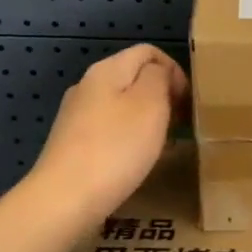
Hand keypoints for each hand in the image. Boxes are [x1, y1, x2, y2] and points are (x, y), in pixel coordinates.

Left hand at [30, 45, 188, 224]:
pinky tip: (137, 161)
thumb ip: (159, 77)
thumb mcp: (151, 103)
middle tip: (181, 124)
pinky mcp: (72, 144)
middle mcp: (88, 86)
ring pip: (122, 105)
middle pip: (134, 77)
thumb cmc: (116, 148)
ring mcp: (76, 116)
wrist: (64, 200)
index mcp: (107, 70)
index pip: (148, 52)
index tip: (187, 102)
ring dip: (147, 119)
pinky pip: (110, 130)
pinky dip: (129, 138)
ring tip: (163, 144)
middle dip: (162, 96)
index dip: (174, 70)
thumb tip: (159, 72)